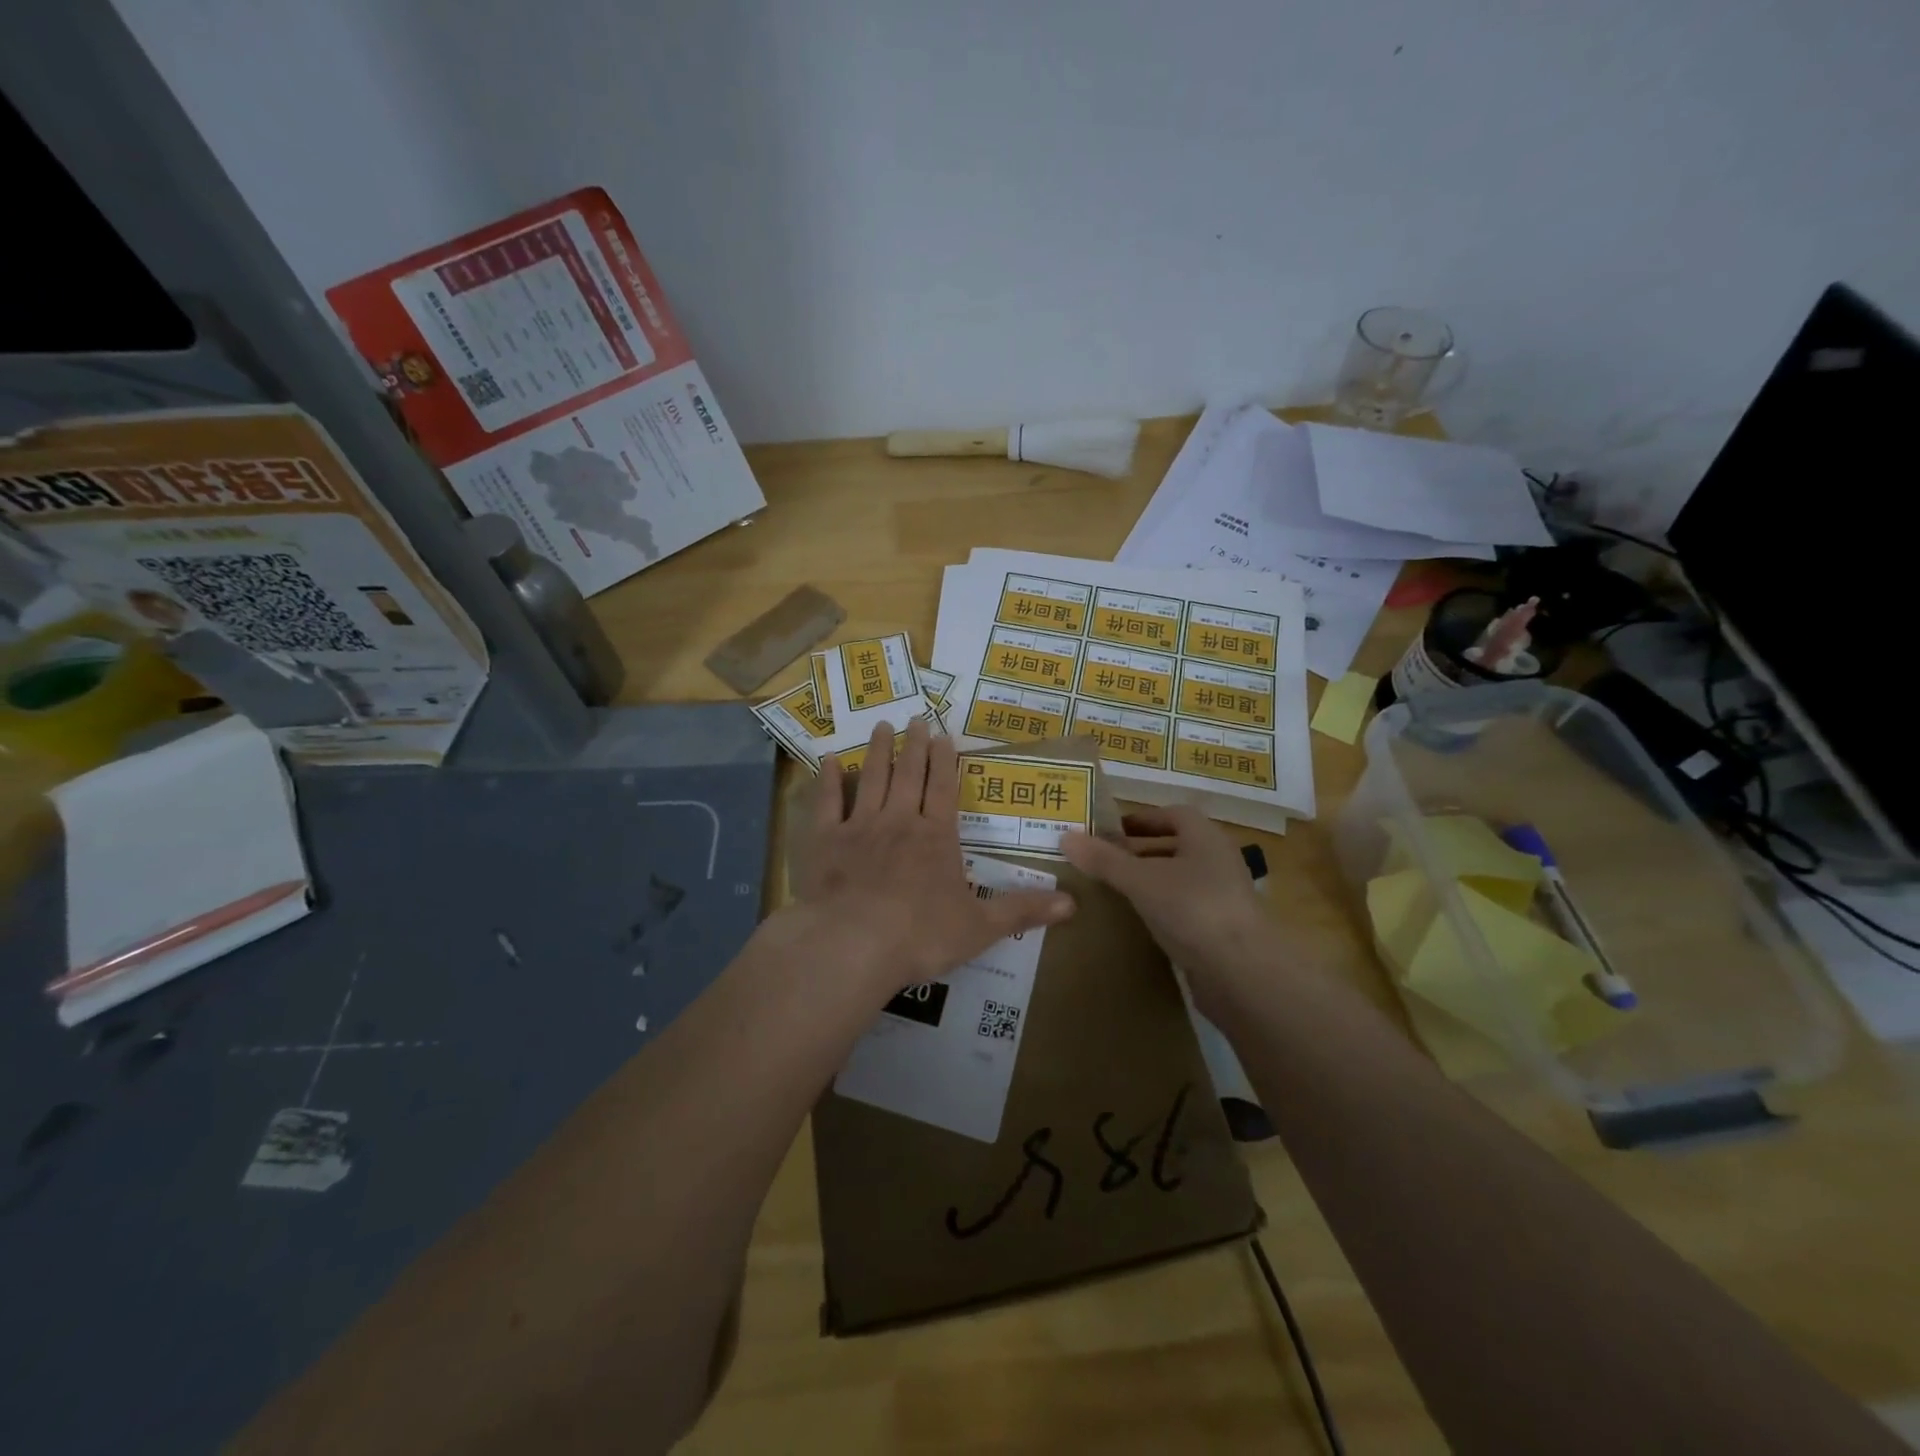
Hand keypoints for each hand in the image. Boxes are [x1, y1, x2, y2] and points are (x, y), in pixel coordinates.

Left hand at [788, 717, 1074, 997]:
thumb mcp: (981, 927)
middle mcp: (900, 821)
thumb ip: (1023, 910)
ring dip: (878, 751)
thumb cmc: (921, 935)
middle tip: (916, 718)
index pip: (944, 789)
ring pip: (871, 779)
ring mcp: (860, 827)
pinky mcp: (826, 841)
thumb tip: (1074, 903)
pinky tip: (827, 761)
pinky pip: (827, 803)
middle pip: (909, 775)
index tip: (943, 735)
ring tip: (882, 726)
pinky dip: (827, 781)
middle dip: (914, 746)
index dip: (945, 761)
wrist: (853, 944)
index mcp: (936, 837)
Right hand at [1061, 806, 1270, 1007]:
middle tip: (1105, 859)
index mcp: (1205, 838)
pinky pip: (1185, 908)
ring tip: (1116, 890)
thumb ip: (1104, 860)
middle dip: (1142, 850)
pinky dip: (1162, 908)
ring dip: (1151, 880)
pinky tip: (1139, 921)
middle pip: (1177, 846)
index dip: (1143, 818)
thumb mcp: (1140, 880)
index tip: (1111, 830)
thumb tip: (1065, 836)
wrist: (1242, 972)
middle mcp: (1219, 861)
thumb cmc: (1192, 908)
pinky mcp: (1221, 929)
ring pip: (1180, 879)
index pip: (1174, 814)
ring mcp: (1223, 897)